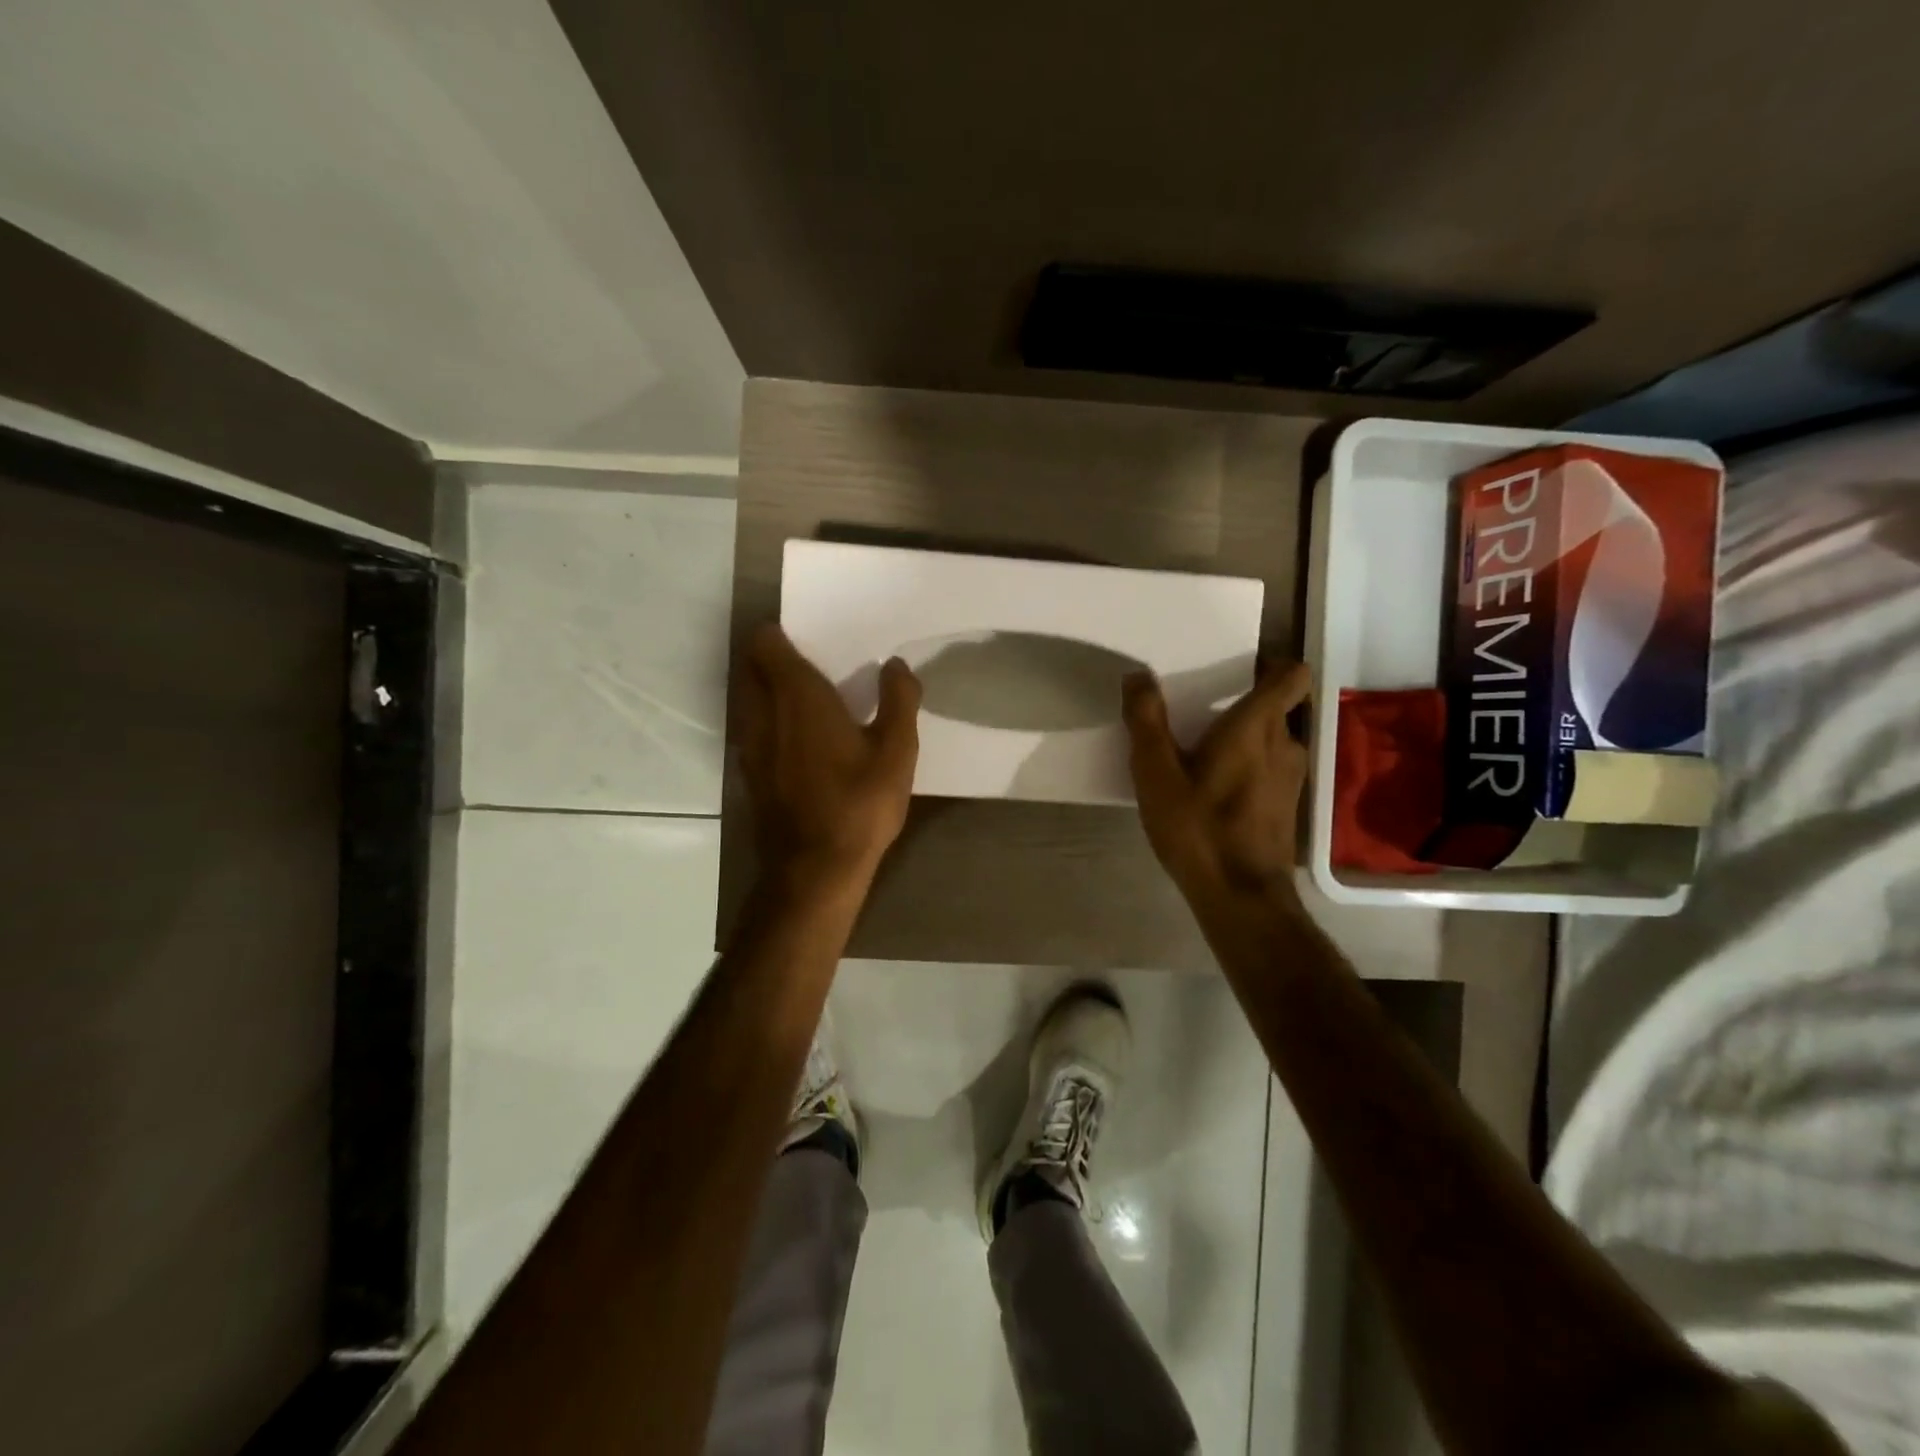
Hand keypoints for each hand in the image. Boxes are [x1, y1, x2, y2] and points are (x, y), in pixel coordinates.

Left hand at [737, 623, 921, 885]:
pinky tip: (796, 740)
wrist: (814, 869)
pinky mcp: (749, 773)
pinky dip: (766, 720)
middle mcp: (763, 713)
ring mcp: (750, 745)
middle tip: (810, 664)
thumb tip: (896, 665)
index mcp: (798, 696)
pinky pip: (751, 728)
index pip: (767, 644)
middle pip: (750, 667)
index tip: (810, 640)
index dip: (781, 635)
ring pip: (747, 699)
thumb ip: (899, 700)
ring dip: (766, 689)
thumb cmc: (859, 804)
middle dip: (772, 658)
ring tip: (804, 699)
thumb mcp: (896, 751)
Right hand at [1123, 660, 1312, 900]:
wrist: (1241, 896)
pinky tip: (1217, 788)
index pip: (1291, 675)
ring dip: (1248, 737)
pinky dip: (1251, 765)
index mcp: (1256, 727)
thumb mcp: (1156, 774)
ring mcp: (1292, 777)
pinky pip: (1272, 767)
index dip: (1272, 665)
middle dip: (1246, 702)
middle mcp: (1285, 744)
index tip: (1239, 670)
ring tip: (1206, 750)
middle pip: (1279, 706)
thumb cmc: (1198, 828)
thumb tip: (1138, 676)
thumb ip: (1146, 721)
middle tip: (1204, 709)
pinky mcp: (1287, 805)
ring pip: (1276, 738)